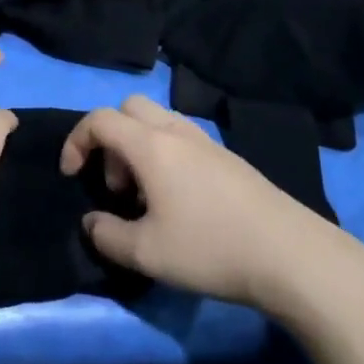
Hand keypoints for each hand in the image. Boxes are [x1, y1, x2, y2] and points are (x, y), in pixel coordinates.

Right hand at [61, 95, 355, 317]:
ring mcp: (208, 142)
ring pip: (158, 122)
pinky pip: (183, 140)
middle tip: (116, 185)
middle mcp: (177, 132)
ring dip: (139, 149)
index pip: (100, 119)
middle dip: (110, 139)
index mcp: (151, 145)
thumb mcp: (145, 253)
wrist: (291, 255)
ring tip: (147, 198)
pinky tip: (180, 203)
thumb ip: (106, 235)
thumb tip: (92, 222)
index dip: (76, 141)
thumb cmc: (209, 248)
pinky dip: (166, 157)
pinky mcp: (230, 159)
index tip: (72, 175)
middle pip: (129, 108)